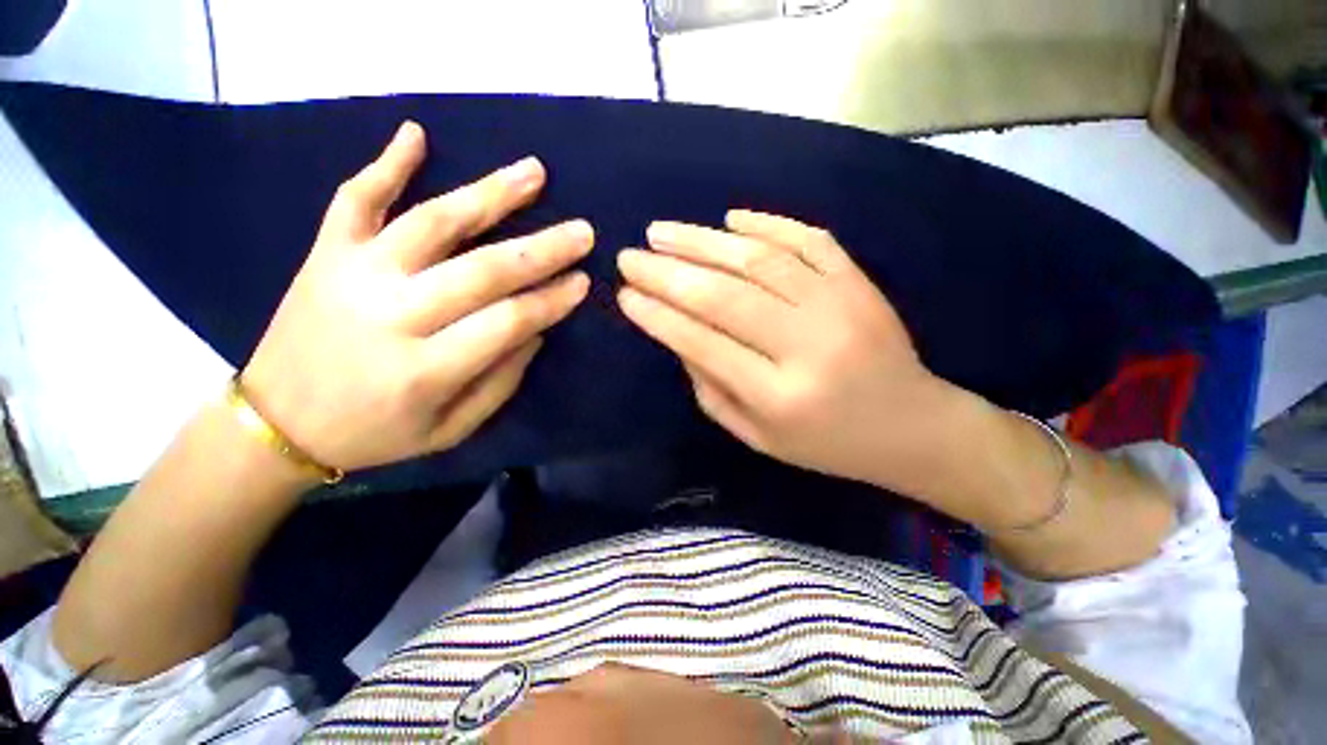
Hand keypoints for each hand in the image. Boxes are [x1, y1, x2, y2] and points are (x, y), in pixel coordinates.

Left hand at [242, 122, 591, 471]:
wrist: (277, 422)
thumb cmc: (375, 433)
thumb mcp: (450, 429)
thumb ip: (500, 381)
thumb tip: (536, 331)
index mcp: (422, 370)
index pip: (506, 322)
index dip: (551, 300)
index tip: (583, 282)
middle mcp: (389, 314)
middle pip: (481, 269)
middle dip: (542, 249)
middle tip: (582, 231)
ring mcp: (352, 274)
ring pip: (432, 222)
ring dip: (489, 194)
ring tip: (534, 172)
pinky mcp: (324, 253)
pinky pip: (355, 198)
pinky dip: (385, 163)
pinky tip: (417, 133)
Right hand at [617, 210, 966, 494]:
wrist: (911, 426)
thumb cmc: (826, 443)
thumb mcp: (757, 436)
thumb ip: (711, 389)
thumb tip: (678, 336)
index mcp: (779, 396)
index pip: (702, 343)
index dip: (658, 316)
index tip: (624, 294)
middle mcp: (808, 345)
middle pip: (725, 295)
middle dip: (668, 272)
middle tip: (630, 256)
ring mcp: (840, 305)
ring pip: (759, 259)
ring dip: (703, 241)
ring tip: (662, 232)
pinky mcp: (859, 282)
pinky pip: (807, 239)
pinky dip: (765, 223)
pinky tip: (729, 218)